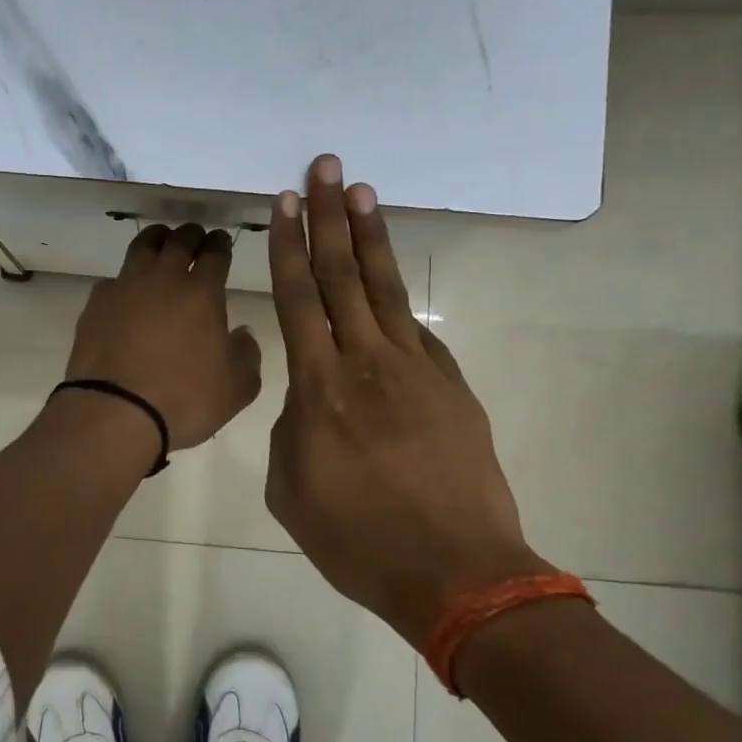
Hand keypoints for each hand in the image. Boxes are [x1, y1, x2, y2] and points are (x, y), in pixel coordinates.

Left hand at [63, 224, 262, 453]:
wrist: (115, 412)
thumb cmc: (184, 400)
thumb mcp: (236, 388)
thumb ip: (247, 355)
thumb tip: (242, 333)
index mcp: (202, 292)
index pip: (215, 253)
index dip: (220, 244)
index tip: (221, 241)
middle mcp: (163, 279)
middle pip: (179, 240)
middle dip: (191, 235)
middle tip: (195, 237)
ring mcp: (125, 287)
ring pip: (142, 247)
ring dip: (156, 240)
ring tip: (161, 243)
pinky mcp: (96, 304)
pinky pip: (113, 280)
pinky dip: (124, 280)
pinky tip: (126, 292)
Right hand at [264, 155, 552, 649]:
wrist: (456, 573)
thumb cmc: (356, 538)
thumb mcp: (290, 488)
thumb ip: (290, 429)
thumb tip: (309, 400)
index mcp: (319, 388)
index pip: (300, 298)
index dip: (289, 246)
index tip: (284, 202)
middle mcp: (367, 363)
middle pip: (344, 275)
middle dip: (330, 217)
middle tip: (325, 167)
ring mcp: (417, 371)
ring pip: (386, 290)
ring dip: (371, 237)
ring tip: (361, 192)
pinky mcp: (451, 387)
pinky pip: (418, 332)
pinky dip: (400, 301)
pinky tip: (391, 281)